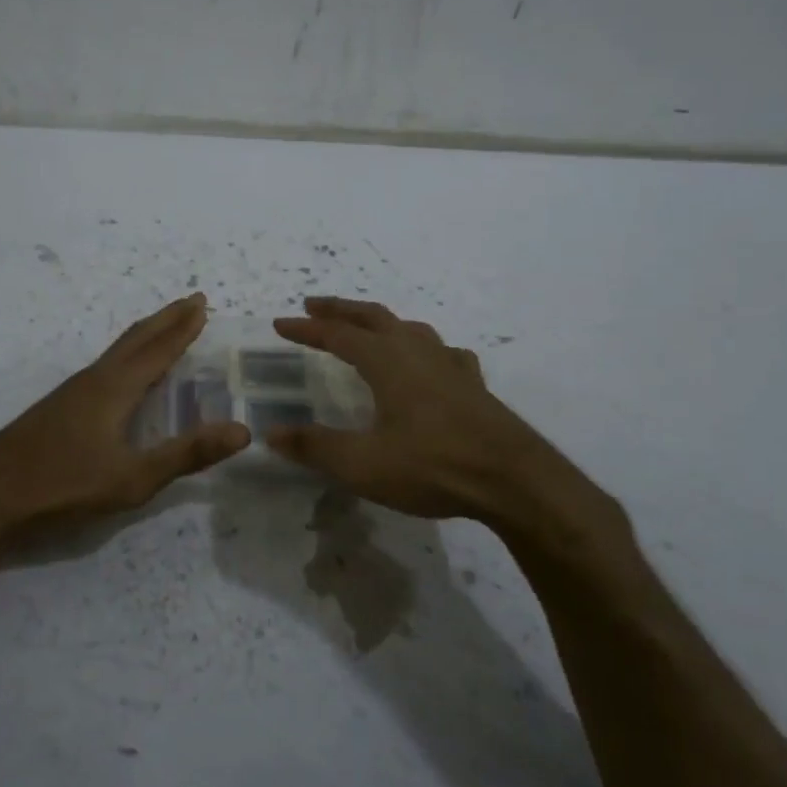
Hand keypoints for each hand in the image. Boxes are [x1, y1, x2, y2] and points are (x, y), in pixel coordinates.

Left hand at [0, 294, 248, 545]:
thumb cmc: (64, 484)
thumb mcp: (133, 478)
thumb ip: (186, 454)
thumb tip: (242, 431)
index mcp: (115, 388)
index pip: (158, 349)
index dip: (183, 327)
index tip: (202, 303)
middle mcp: (95, 379)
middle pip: (136, 338)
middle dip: (167, 319)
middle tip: (192, 300)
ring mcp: (72, 391)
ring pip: (117, 351)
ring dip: (146, 335)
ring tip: (165, 329)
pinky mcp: (59, 406)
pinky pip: (105, 366)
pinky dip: (127, 355)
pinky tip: (123, 374)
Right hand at [267, 297, 633, 565]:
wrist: (515, 481)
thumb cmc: (433, 466)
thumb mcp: (362, 464)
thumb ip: (315, 447)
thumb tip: (271, 433)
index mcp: (387, 362)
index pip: (337, 334)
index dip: (306, 329)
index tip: (280, 324)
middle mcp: (417, 352)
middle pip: (373, 318)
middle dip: (340, 310)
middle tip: (313, 305)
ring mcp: (450, 365)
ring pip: (409, 329)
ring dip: (381, 322)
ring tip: (367, 328)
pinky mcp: (474, 385)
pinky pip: (444, 352)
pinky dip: (425, 348)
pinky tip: (431, 362)